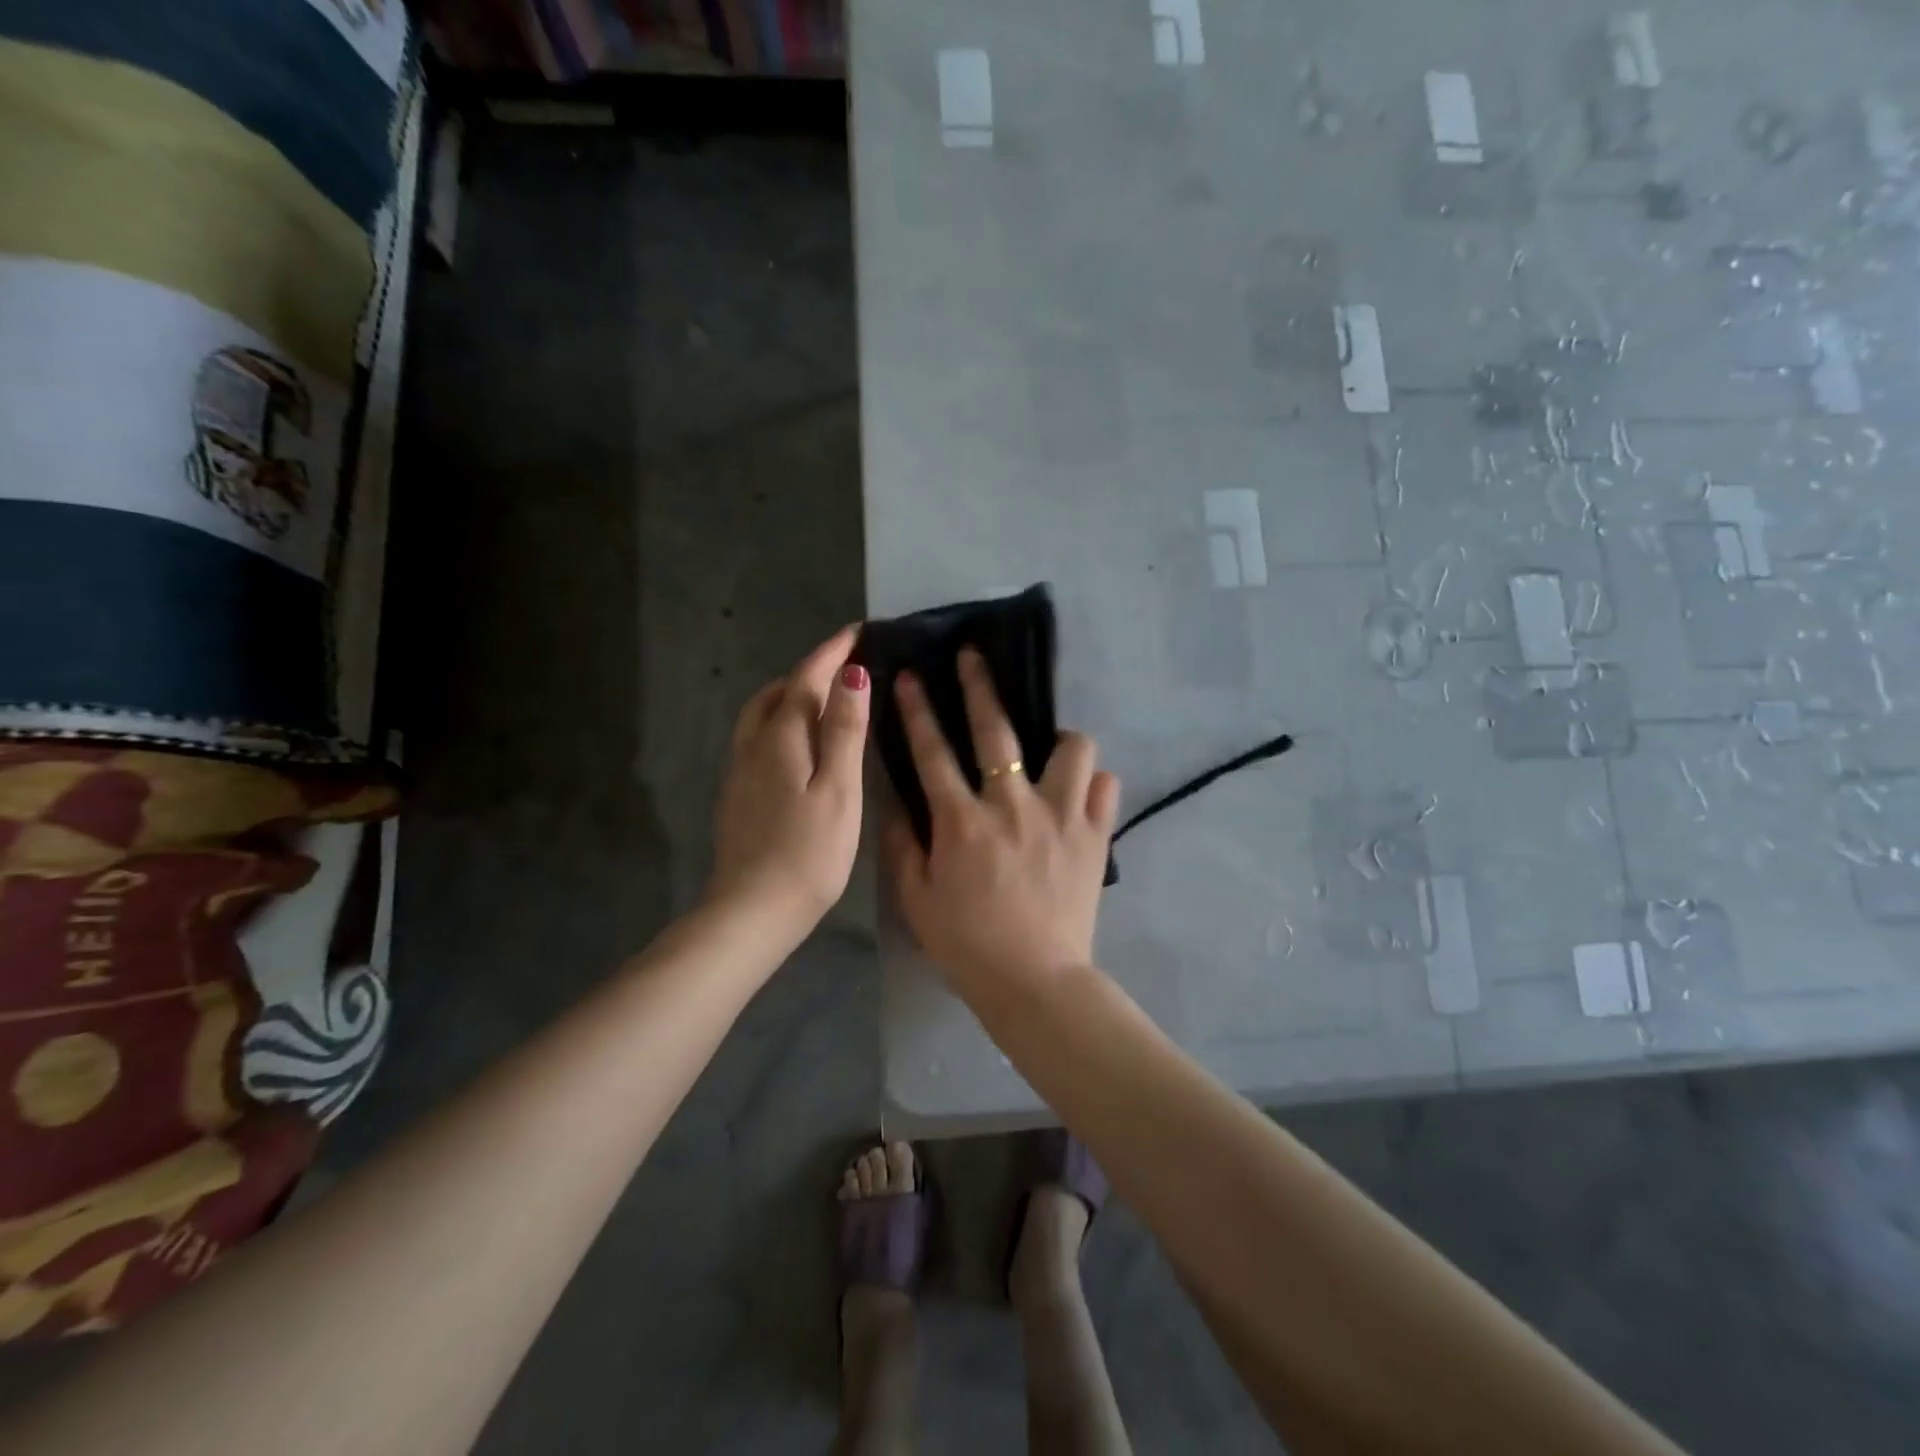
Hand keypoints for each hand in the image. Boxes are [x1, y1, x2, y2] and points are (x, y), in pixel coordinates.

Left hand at [709, 626, 869, 941]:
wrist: (752, 910)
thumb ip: (843, 730)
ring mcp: (740, 772)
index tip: (856, 630)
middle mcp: (753, 746)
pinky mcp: (737, 796)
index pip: (805, 679)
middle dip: (808, 671)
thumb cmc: (808, 852)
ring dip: (789, 695)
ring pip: (760, 716)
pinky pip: (757, 740)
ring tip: (820, 698)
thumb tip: (851, 674)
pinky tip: (796, 745)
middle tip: (842, 666)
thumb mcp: (838, 789)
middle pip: (776, 692)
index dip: (831, 652)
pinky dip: (779, 724)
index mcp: (781, 738)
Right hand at [882, 648, 1119, 996]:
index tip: (909, 675)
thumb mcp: (916, 900)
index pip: (932, 752)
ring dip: (1059, 740)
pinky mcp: (1094, 836)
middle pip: (997, 731)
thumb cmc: (967, 945)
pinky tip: (1080, 794)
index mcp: (962, 822)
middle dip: (980, 685)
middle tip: (973, 657)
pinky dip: (1092, 785)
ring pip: (1072, 748)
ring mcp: (1060, 817)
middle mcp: (1012, 806)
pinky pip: (1105, 788)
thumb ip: (903, 846)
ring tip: (1051, 750)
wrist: (1035, 982)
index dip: (917, 710)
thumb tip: (898, 802)